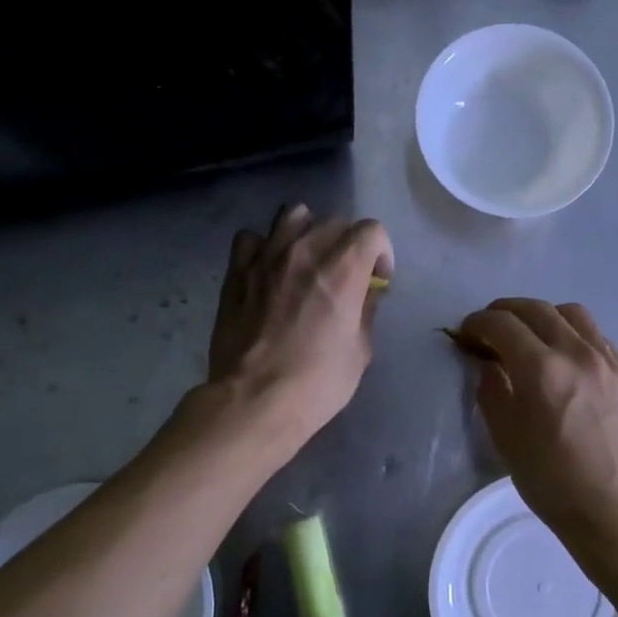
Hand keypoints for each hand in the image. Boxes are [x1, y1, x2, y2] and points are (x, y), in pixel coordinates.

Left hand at [207, 204, 393, 447]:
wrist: (255, 400)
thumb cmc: (317, 382)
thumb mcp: (360, 351)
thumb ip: (366, 311)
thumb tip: (364, 293)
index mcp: (343, 269)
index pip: (372, 230)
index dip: (381, 253)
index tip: (377, 280)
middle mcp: (305, 251)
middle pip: (334, 222)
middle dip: (348, 243)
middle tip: (344, 275)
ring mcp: (266, 258)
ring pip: (292, 215)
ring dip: (307, 232)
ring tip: (306, 260)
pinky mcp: (236, 272)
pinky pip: (250, 239)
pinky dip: (263, 247)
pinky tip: (268, 270)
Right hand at [458, 299, 617, 552]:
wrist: (616, 510)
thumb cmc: (552, 481)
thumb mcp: (506, 438)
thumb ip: (491, 391)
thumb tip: (487, 363)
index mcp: (541, 370)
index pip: (502, 324)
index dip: (477, 323)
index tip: (465, 333)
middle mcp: (576, 353)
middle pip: (535, 309)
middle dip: (504, 312)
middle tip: (489, 329)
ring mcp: (607, 360)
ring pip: (571, 313)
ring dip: (542, 315)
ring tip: (529, 336)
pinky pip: (596, 335)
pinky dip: (571, 332)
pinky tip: (564, 355)